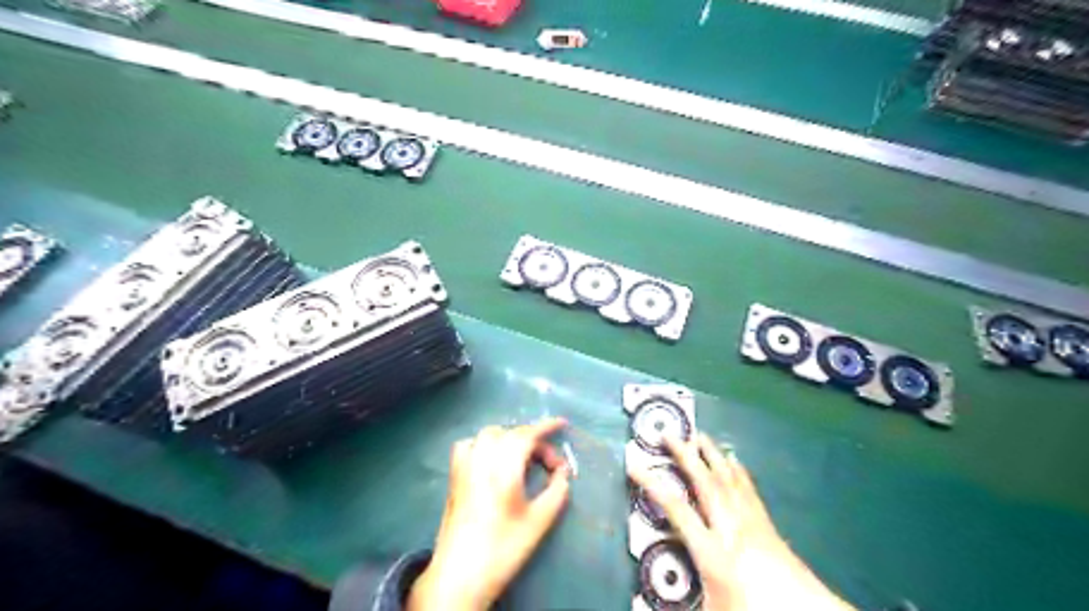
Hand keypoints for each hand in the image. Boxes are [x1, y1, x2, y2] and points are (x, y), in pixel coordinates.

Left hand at [408, 419, 571, 609]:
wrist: (460, 574)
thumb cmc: (503, 547)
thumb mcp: (539, 521)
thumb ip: (556, 491)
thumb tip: (563, 473)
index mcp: (504, 466)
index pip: (527, 434)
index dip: (546, 426)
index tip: (562, 423)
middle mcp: (482, 458)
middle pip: (511, 433)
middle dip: (533, 441)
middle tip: (548, 465)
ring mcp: (464, 465)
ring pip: (489, 435)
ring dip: (509, 438)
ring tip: (523, 458)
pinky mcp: (454, 476)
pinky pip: (469, 445)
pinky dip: (484, 444)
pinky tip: (491, 460)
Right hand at [635, 435, 855, 610]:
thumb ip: (678, 608)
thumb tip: (639, 608)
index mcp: (712, 551)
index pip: (676, 509)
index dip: (653, 485)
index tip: (634, 465)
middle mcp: (730, 528)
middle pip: (704, 482)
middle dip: (685, 455)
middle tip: (669, 435)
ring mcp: (751, 522)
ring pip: (728, 479)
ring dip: (711, 455)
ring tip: (698, 435)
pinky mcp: (766, 524)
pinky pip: (748, 488)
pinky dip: (737, 470)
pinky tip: (734, 460)